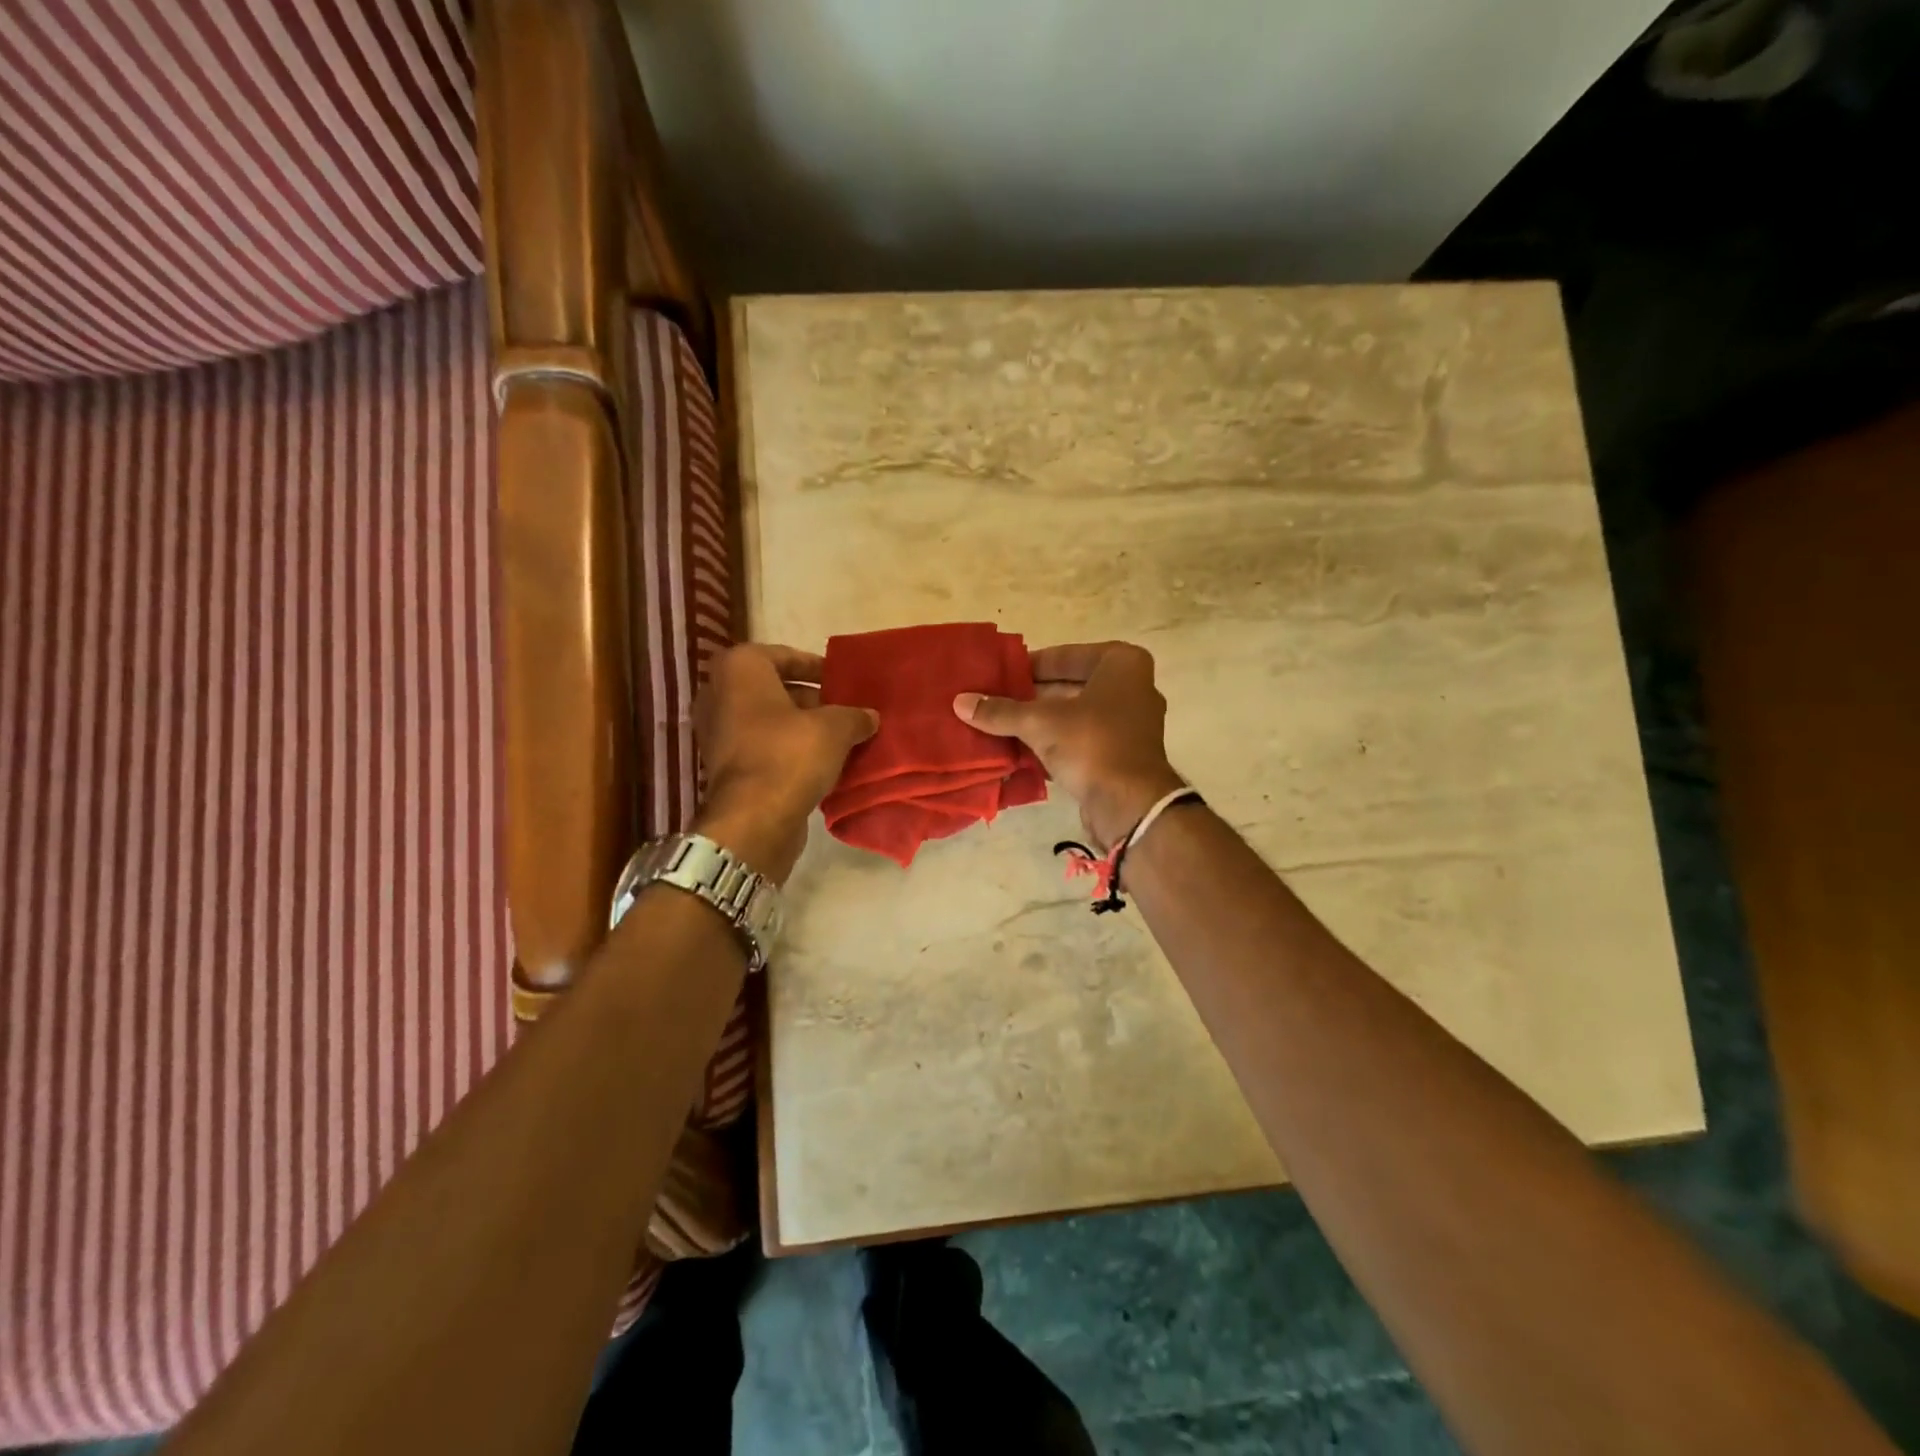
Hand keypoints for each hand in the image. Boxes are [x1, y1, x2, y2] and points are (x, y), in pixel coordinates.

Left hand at [694, 645, 878, 881]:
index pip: (783, 655)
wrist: (754, 820)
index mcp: (739, 670)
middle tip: (844, 709)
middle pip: (774, 688)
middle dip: (811, 699)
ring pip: (769, 720)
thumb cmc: (790, 755)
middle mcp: (720, 695)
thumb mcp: (835, 728)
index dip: (815, 666)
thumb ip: (854, 715)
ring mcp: (718, 733)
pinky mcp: (725, 767)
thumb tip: (869, 716)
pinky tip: (822, 763)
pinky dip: (788, 751)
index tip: (841, 680)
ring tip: (840, 738)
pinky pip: (763, 747)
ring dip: (802, 727)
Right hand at [955, 641, 1184, 849]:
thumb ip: (1000, 711)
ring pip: (1075, 715)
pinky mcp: (1122, 755)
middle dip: (1032, 696)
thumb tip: (959, 702)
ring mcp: (1130, 724)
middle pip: (1070, 685)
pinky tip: (1020, 752)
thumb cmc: (1091, 743)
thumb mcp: (1039, 723)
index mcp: (1122, 664)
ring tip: (1000, 725)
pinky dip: (1054, 744)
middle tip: (995, 701)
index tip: (1000, 676)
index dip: (1030, 666)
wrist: (1130, 804)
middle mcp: (1132, 688)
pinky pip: (1081, 741)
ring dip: (1041, 722)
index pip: (1065, 655)